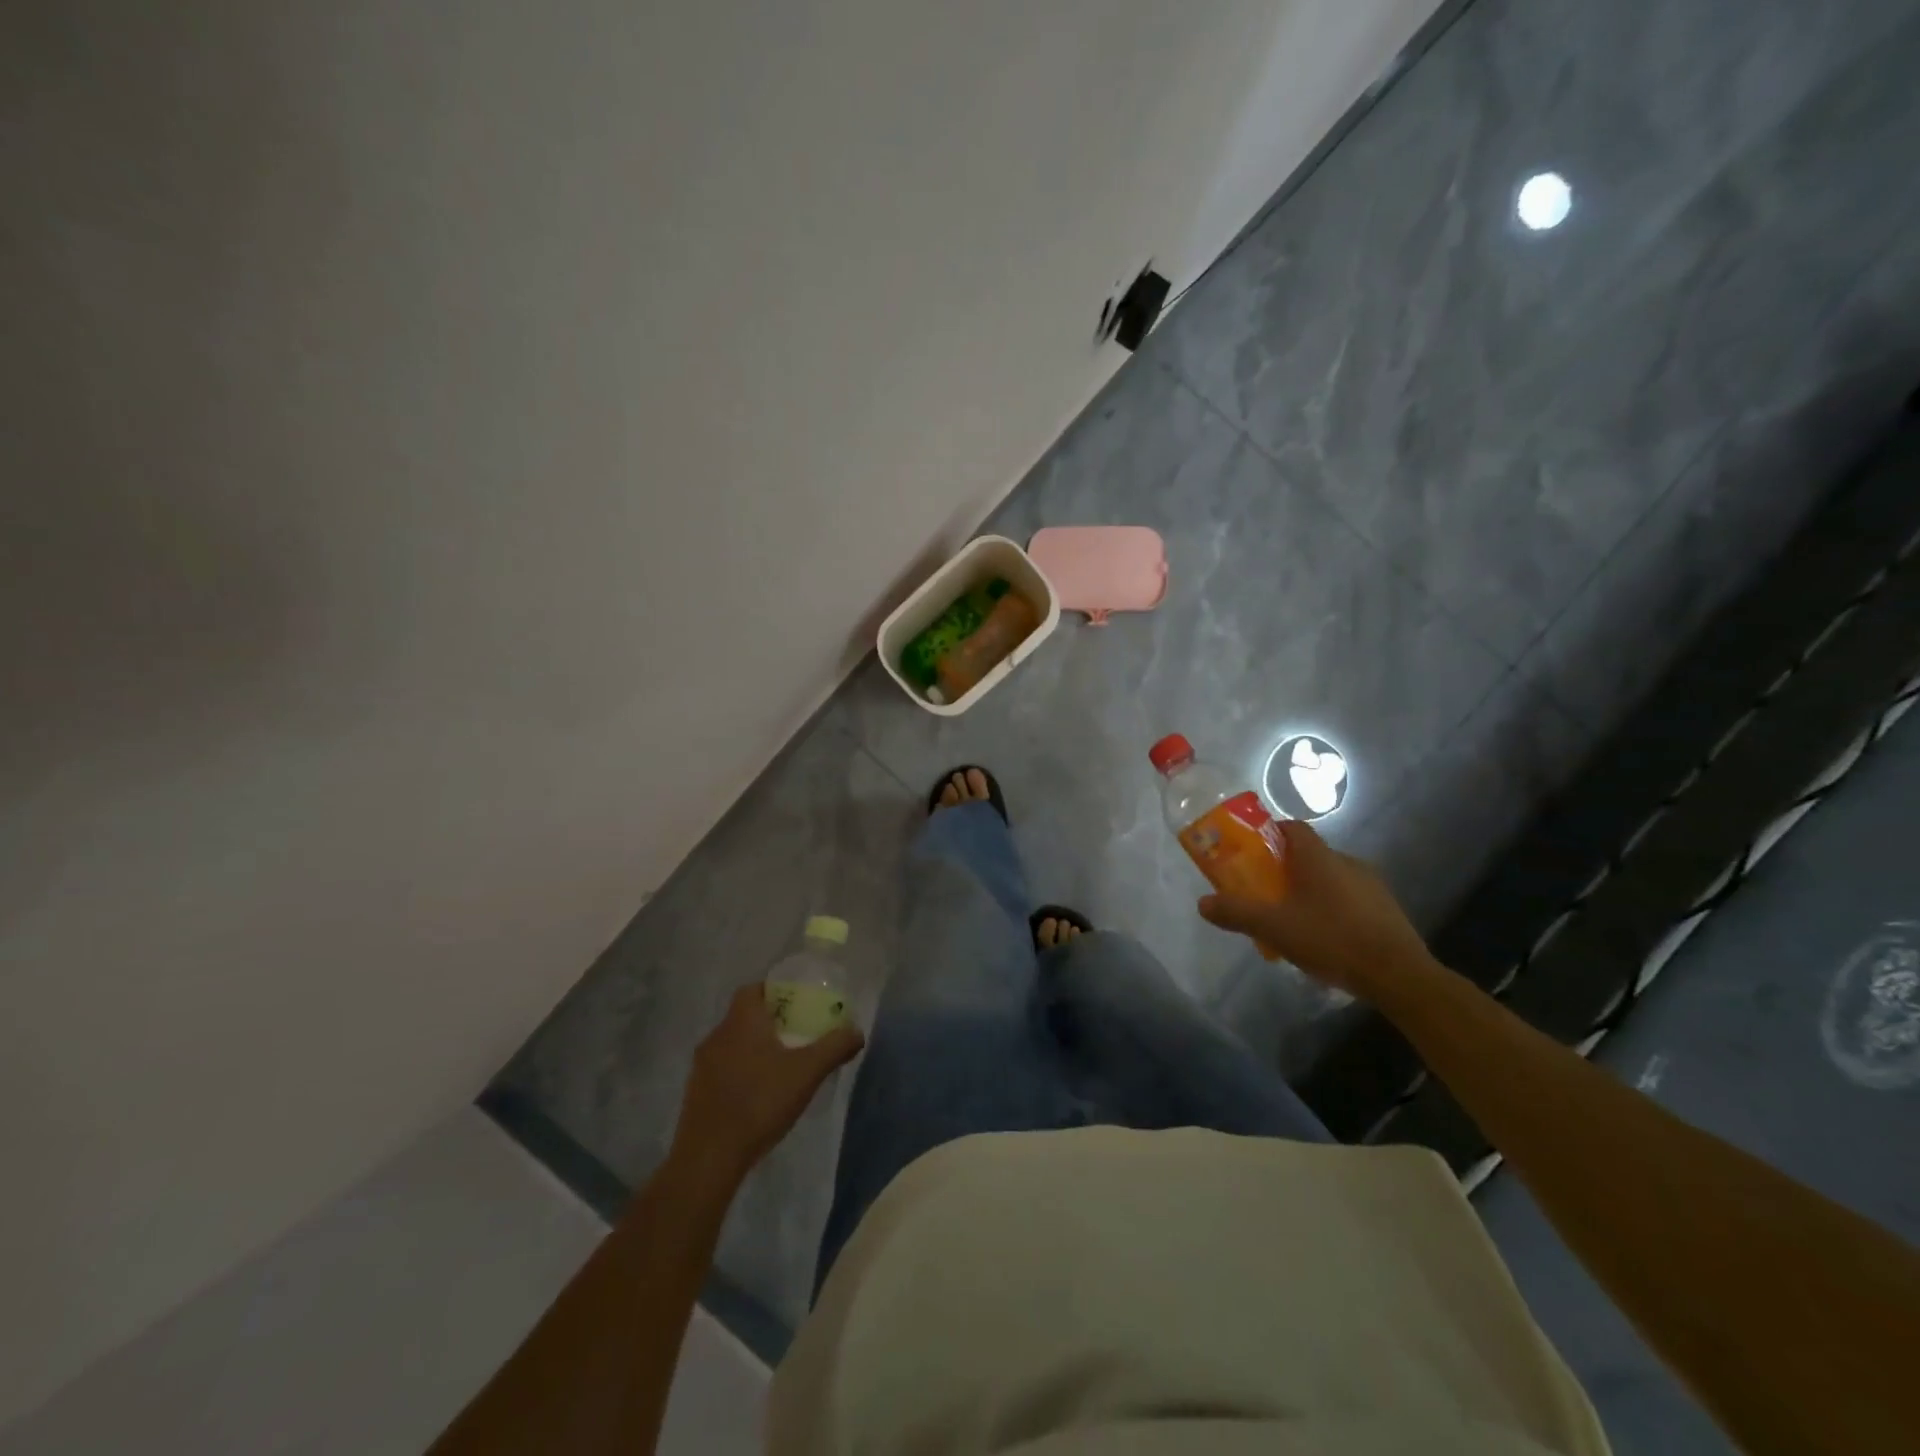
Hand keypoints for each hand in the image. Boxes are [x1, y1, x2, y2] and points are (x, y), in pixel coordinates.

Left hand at [670, 986, 864, 1186]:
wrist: (709, 1157)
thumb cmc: (760, 1102)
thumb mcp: (807, 1072)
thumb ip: (834, 1047)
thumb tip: (856, 1031)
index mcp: (741, 1020)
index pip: (754, 989)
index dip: (775, 992)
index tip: (797, 1005)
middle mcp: (717, 1035)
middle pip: (744, 1016)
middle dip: (769, 1023)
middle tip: (796, 1036)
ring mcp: (701, 1066)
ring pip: (732, 1044)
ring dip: (753, 1050)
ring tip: (780, 1068)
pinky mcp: (694, 1093)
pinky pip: (721, 1070)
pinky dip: (739, 1073)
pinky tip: (758, 1096)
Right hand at [1198, 819, 1442, 1002]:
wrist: (1399, 976)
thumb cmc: (1331, 939)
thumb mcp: (1274, 927)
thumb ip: (1237, 912)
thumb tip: (1203, 903)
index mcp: (1318, 857)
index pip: (1292, 827)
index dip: (1270, 834)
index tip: (1252, 852)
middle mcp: (1347, 861)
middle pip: (1309, 854)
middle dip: (1285, 868)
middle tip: (1265, 892)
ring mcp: (1372, 885)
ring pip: (1331, 878)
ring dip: (1310, 890)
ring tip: (1293, 920)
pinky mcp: (1387, 910)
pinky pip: (1350, 899)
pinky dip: (1333, 909)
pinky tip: (1325, 938)